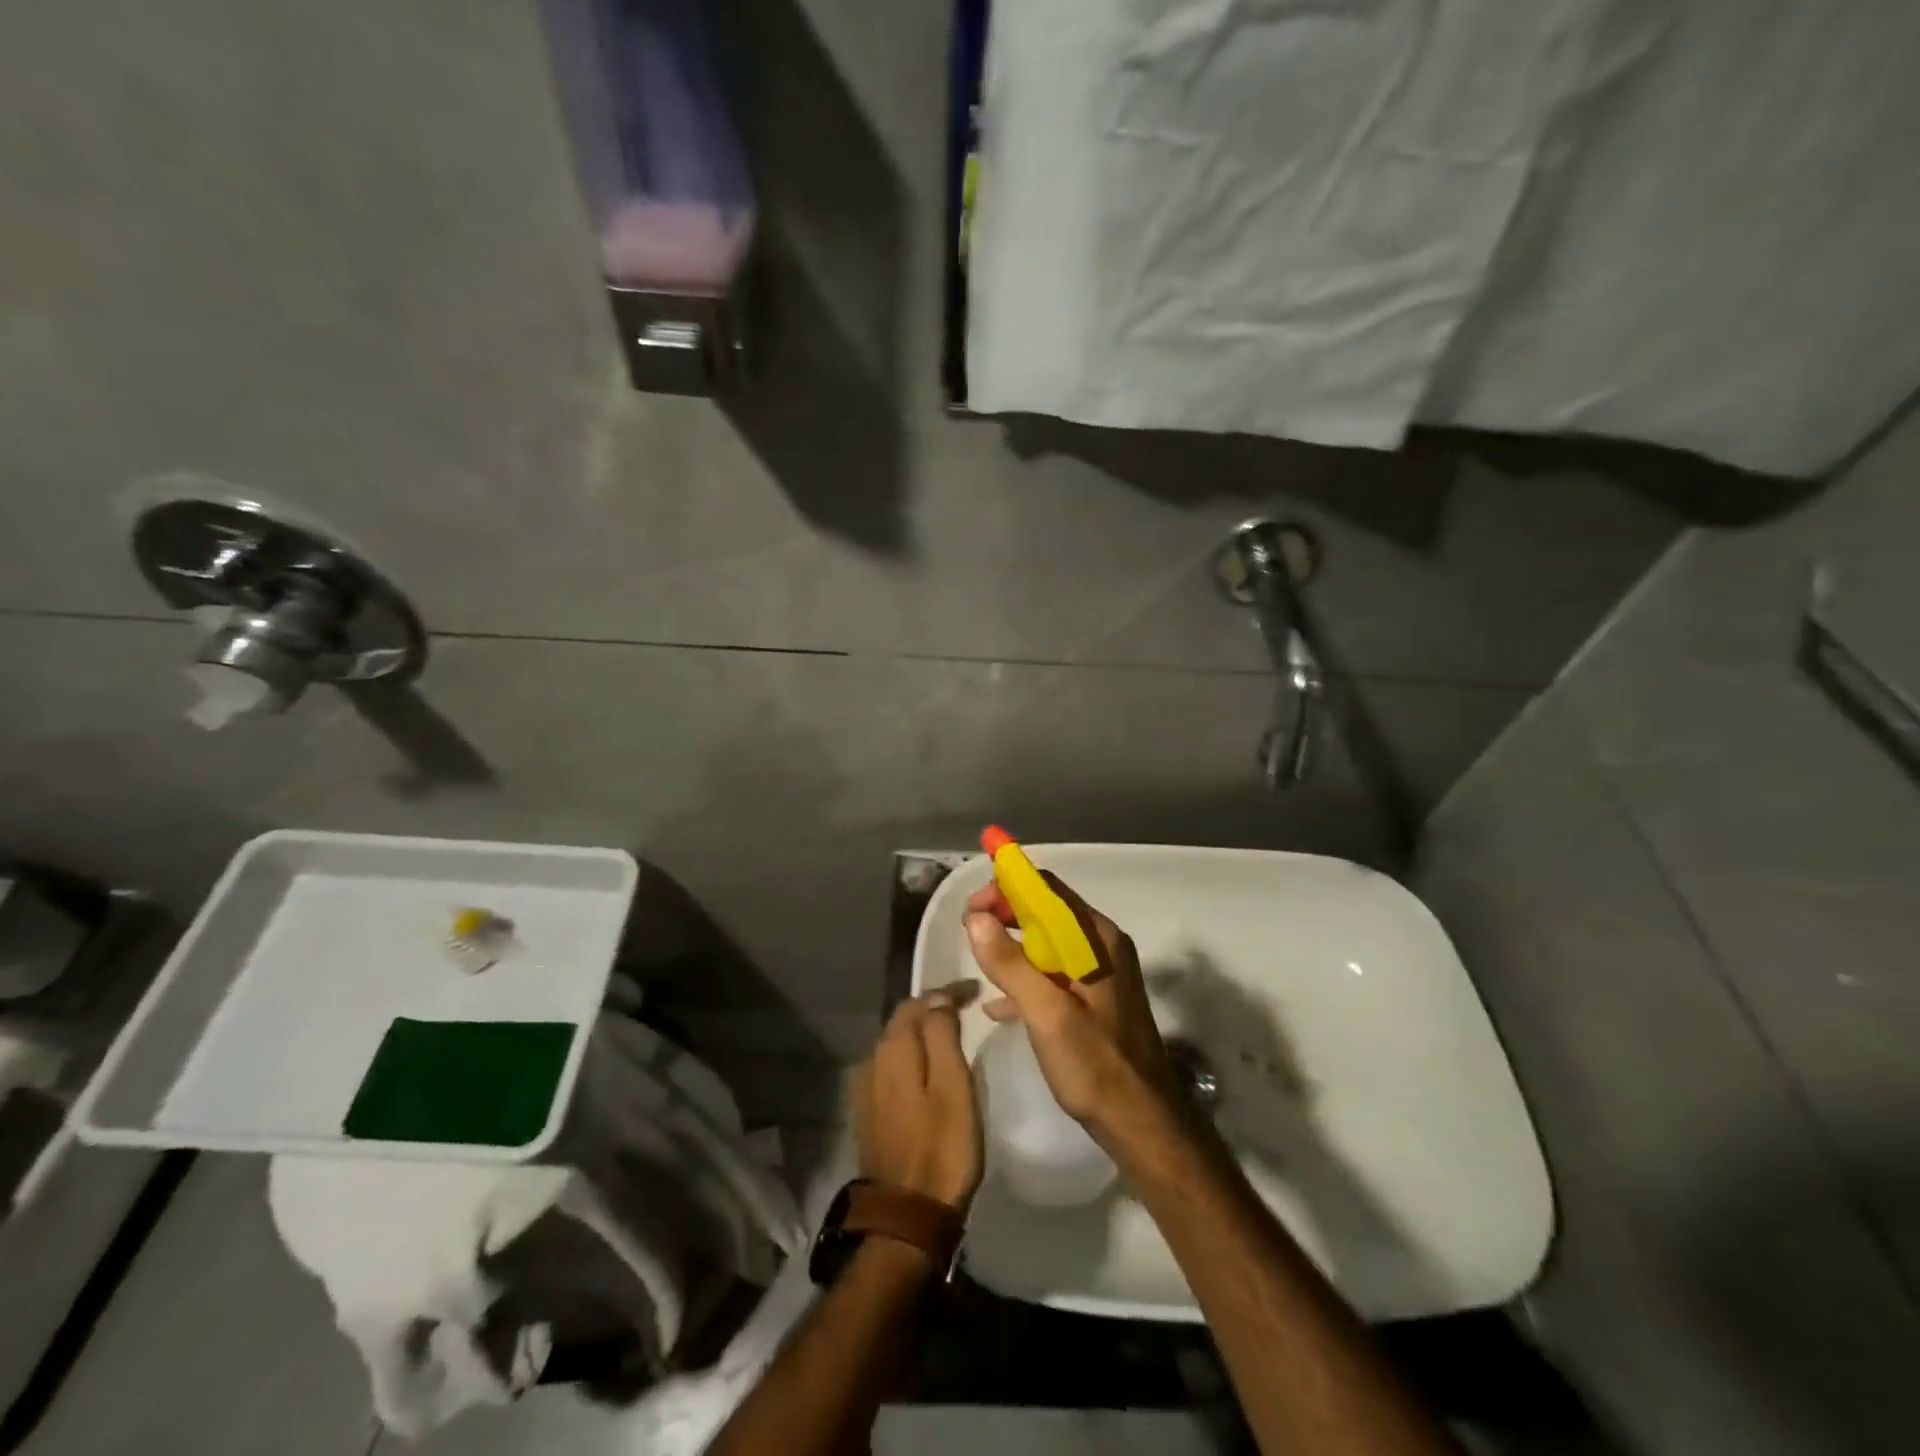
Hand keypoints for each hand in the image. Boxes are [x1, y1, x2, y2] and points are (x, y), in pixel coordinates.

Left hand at [853, 992, 983, 1210]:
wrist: (906, 1216)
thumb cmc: (942, 1148)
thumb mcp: (953, 1086)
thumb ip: (942, 1036)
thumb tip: (938, 998)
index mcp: (893, 1049)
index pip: (918, 1002)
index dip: (946, 992)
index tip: (975, 992)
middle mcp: (872, 1060)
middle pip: (902, 1021)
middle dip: (931, 1009)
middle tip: (965, 1009)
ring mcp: (866, 1088)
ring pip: (895, 1044)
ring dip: (920, 1034)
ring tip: (949, 1034)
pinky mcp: (868, 1112)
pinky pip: (891, 1068)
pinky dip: (911, 1058)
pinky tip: (926, 1069)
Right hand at [964, 874, 1182, 1151]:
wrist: (1142, 1124)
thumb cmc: (1096, 1065)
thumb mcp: (1047, 1014)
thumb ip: (1011, 964)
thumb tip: (976, 918)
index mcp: (1096, 939)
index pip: (1047, 890)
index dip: (1006, 888)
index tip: (972, 907)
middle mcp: (1101, 946)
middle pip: (1046, 912)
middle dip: (1005, 915)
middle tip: (969, 930)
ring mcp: (1100, 973)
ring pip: (1047, 943)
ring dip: (1012, 946)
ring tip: (979, 960)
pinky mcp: (1094, 999)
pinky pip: (1053, 972)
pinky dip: (1026, 977)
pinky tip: (999, 1005)